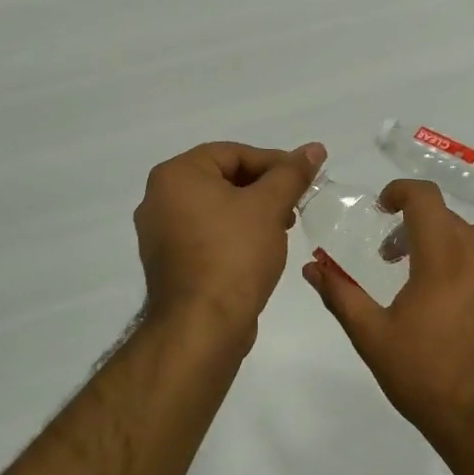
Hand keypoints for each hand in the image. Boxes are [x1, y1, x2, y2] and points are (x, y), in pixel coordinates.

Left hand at [135, 141, 325, 337]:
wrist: (202, 326)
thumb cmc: (234, 255)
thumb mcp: (269, 206)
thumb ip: (292, 174)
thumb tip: (314, 148)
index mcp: (175, 176)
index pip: (233, 153)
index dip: (274, 162)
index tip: (303, 179)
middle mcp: (158, 199)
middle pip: (223, 179)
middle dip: (264, 189)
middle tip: (295, 205)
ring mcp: (160, 234)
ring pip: (216, 209)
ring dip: (252, 213)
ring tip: (282, 229)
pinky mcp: (170, 263)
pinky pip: (207, 235)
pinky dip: (234, 235)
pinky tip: (260, 251)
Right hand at [304, 179, 473, 457]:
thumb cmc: (424, 377)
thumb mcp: (372, 337)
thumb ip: (340, 294)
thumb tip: (312, 268)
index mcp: (444, 258)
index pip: (426, 199)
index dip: (401, 191)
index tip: (384, 207)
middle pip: (450, 220)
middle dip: (419, 227)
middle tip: (395, 256)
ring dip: (452, 245)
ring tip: (432, 279)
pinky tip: (465, 307)